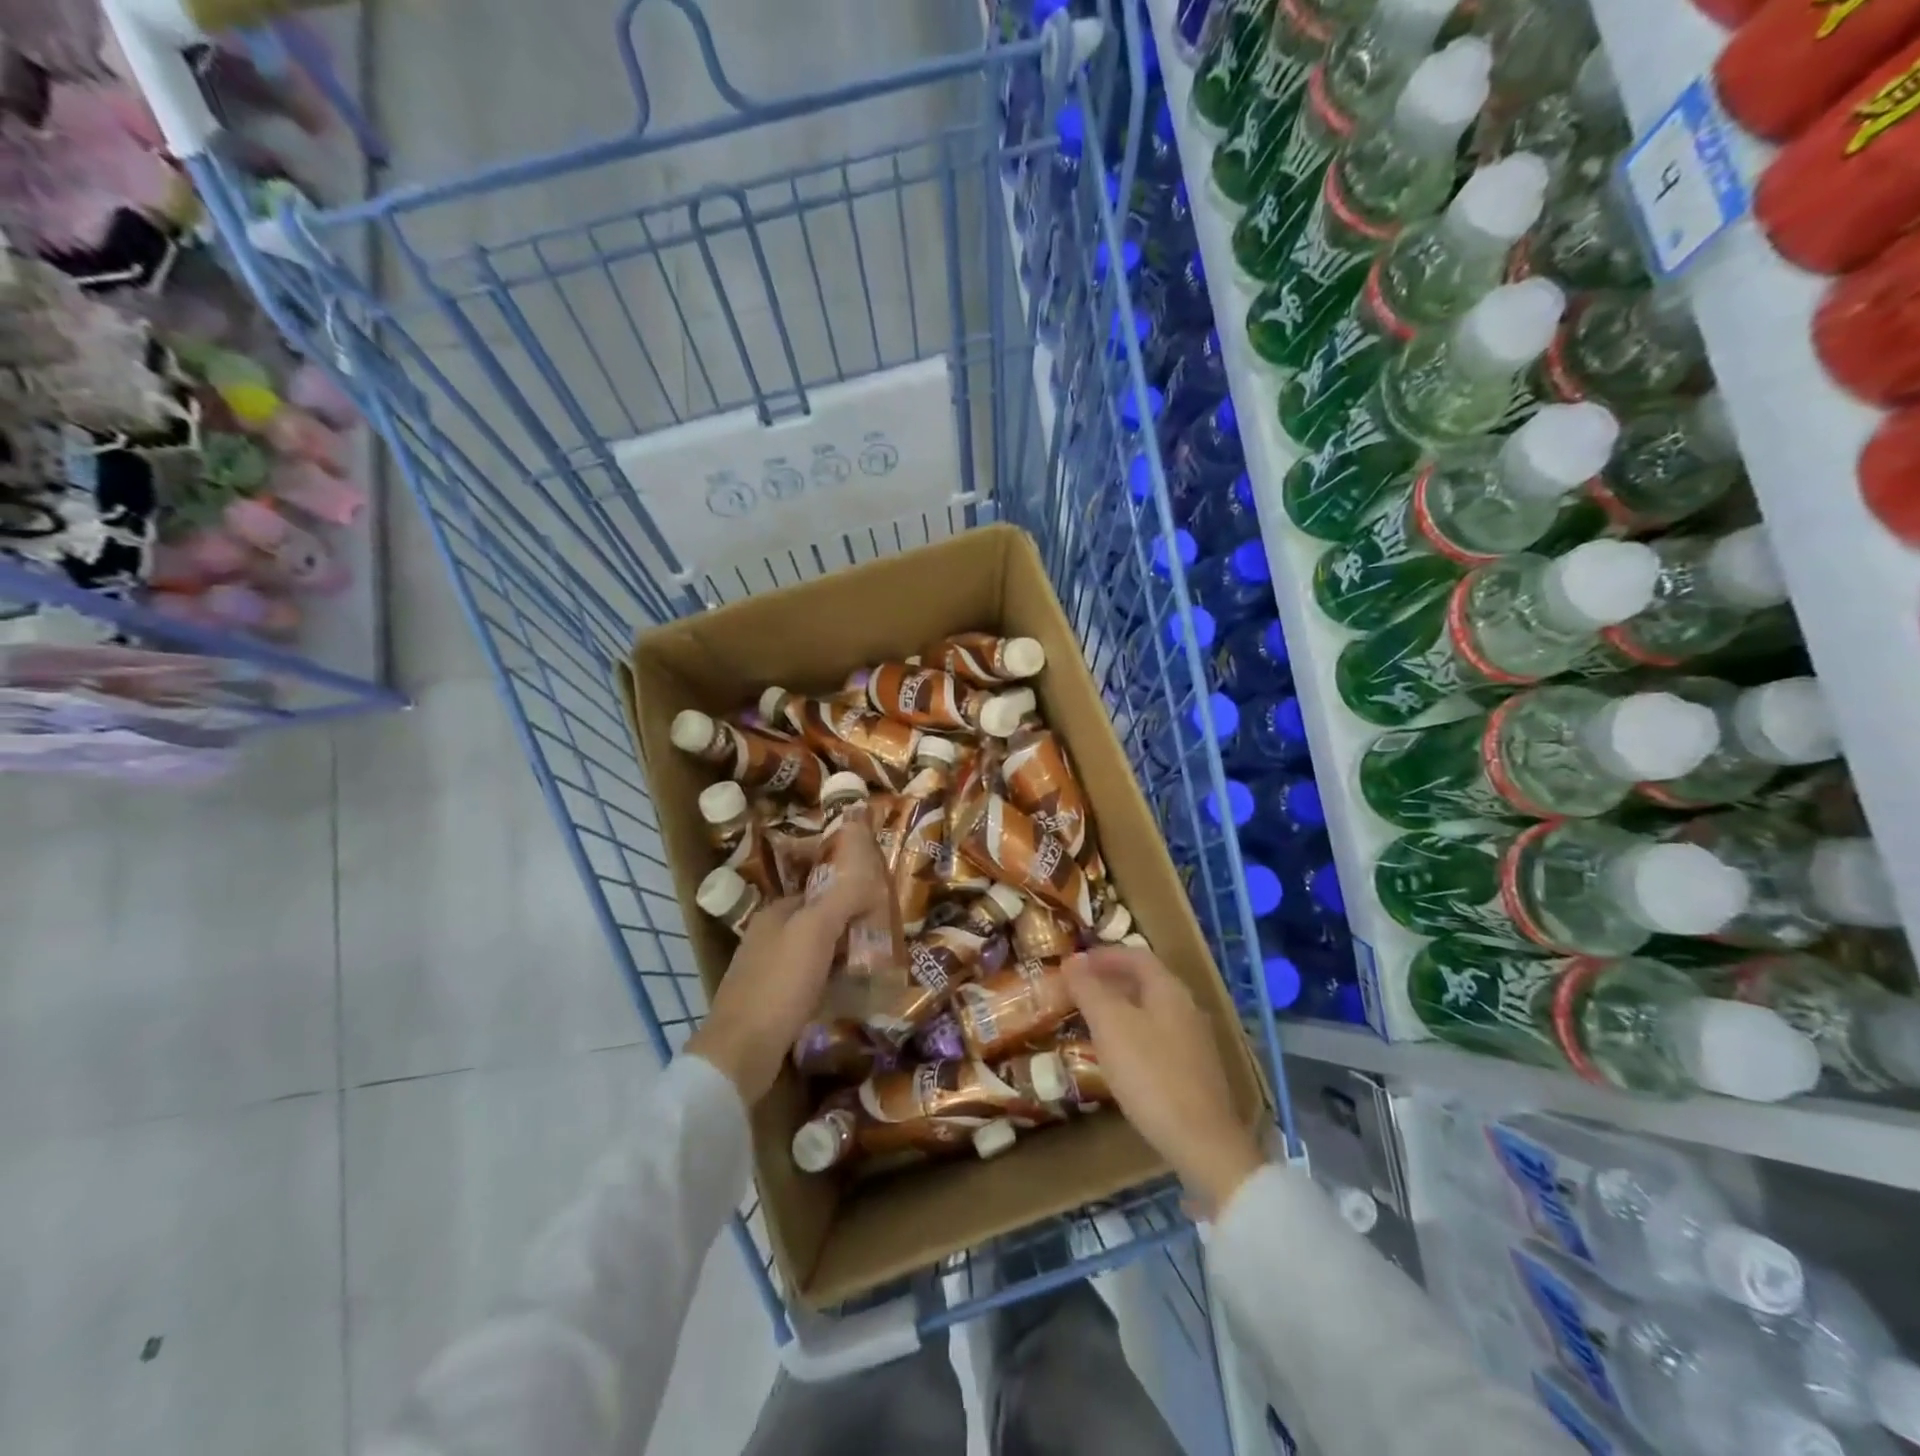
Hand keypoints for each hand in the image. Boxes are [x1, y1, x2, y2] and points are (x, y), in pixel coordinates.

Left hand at [687, 837, 887, 1103]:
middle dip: (847, 929)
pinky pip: (809, 983)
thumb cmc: (781, 982)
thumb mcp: (815, 930)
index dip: (848, 896)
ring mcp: (767, 971)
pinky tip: (848, 994)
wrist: (742, 1050)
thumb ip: (842, 899)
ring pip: (814, 955)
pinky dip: (829, 984)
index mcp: (774, 913)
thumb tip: (870, 878)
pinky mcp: (771, 1003)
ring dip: (841, 958)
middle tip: (884, 939)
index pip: (818, 892)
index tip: (880, 906)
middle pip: (817, 924)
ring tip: (875, 966)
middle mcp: (767, 937)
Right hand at [1064, 945, 1263, 1216]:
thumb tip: (1073, 960)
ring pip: (1151, 1011)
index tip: (1074, 963)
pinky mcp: (1194, 1072)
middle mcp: (1186, 1008)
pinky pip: (1157, 1037)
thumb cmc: (1150, 1074)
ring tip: (1090, 1020)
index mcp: (1169, 990)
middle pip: (1146, 981)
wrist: (1202, 1143)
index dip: (1104, 955)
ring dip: (1120, 1008)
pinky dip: (1132, 1033)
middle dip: (1110, 980)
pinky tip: (1117, 1056)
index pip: (1136, 956)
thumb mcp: (1110, 1026)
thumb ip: (1090, 989)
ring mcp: (1194, 1042)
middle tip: (1078, 990)